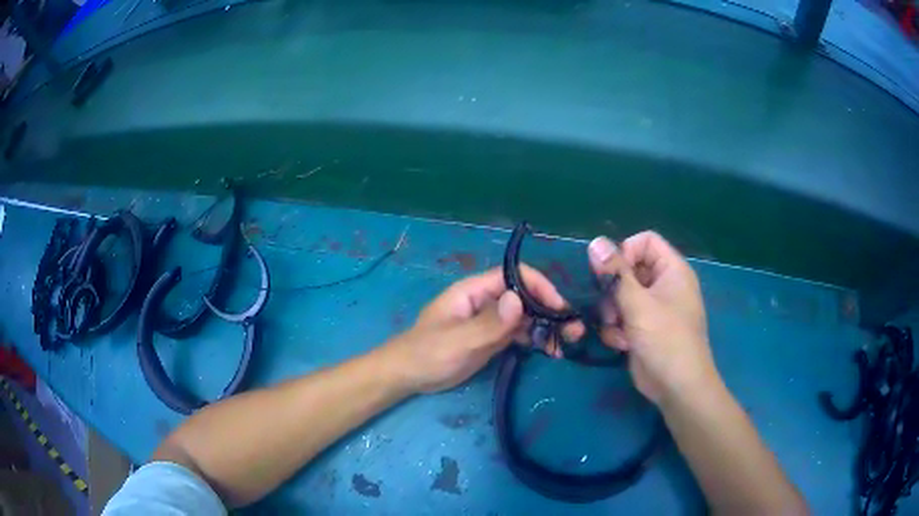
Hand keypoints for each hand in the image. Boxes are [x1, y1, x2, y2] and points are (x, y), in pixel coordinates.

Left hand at [384, 265, 584, 393]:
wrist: (409, 375)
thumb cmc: (428, 353)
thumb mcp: (458, 340)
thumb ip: (488, 323)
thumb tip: (519, 300)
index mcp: (475, 291)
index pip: (515, 277)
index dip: (540, 287)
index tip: (560, 308)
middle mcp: (487, 301)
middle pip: (526, 296)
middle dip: (551, 310)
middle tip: (574, 332)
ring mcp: (490, 320)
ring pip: (527, 316)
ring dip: (548, 327)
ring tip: (568, 344)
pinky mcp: (492, 338)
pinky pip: (520, 334)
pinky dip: (537, 340)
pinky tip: (551, 352)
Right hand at [587, 232, 717, 404]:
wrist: (677, 387)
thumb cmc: (665, 339)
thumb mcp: (638, 304)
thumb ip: (615, 274)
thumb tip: (595, 241)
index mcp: (672, 270)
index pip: (645, 241)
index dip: (625, 252)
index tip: (610, 273)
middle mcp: (664, 285)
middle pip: (630, 269)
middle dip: (614, 289)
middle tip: (608, 306)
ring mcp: (654, 308)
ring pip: (621, 295)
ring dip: (612, 312)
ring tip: (616, 328)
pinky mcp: (644, 328)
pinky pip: (623, 317)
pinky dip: (618, 329)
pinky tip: (621, 344)